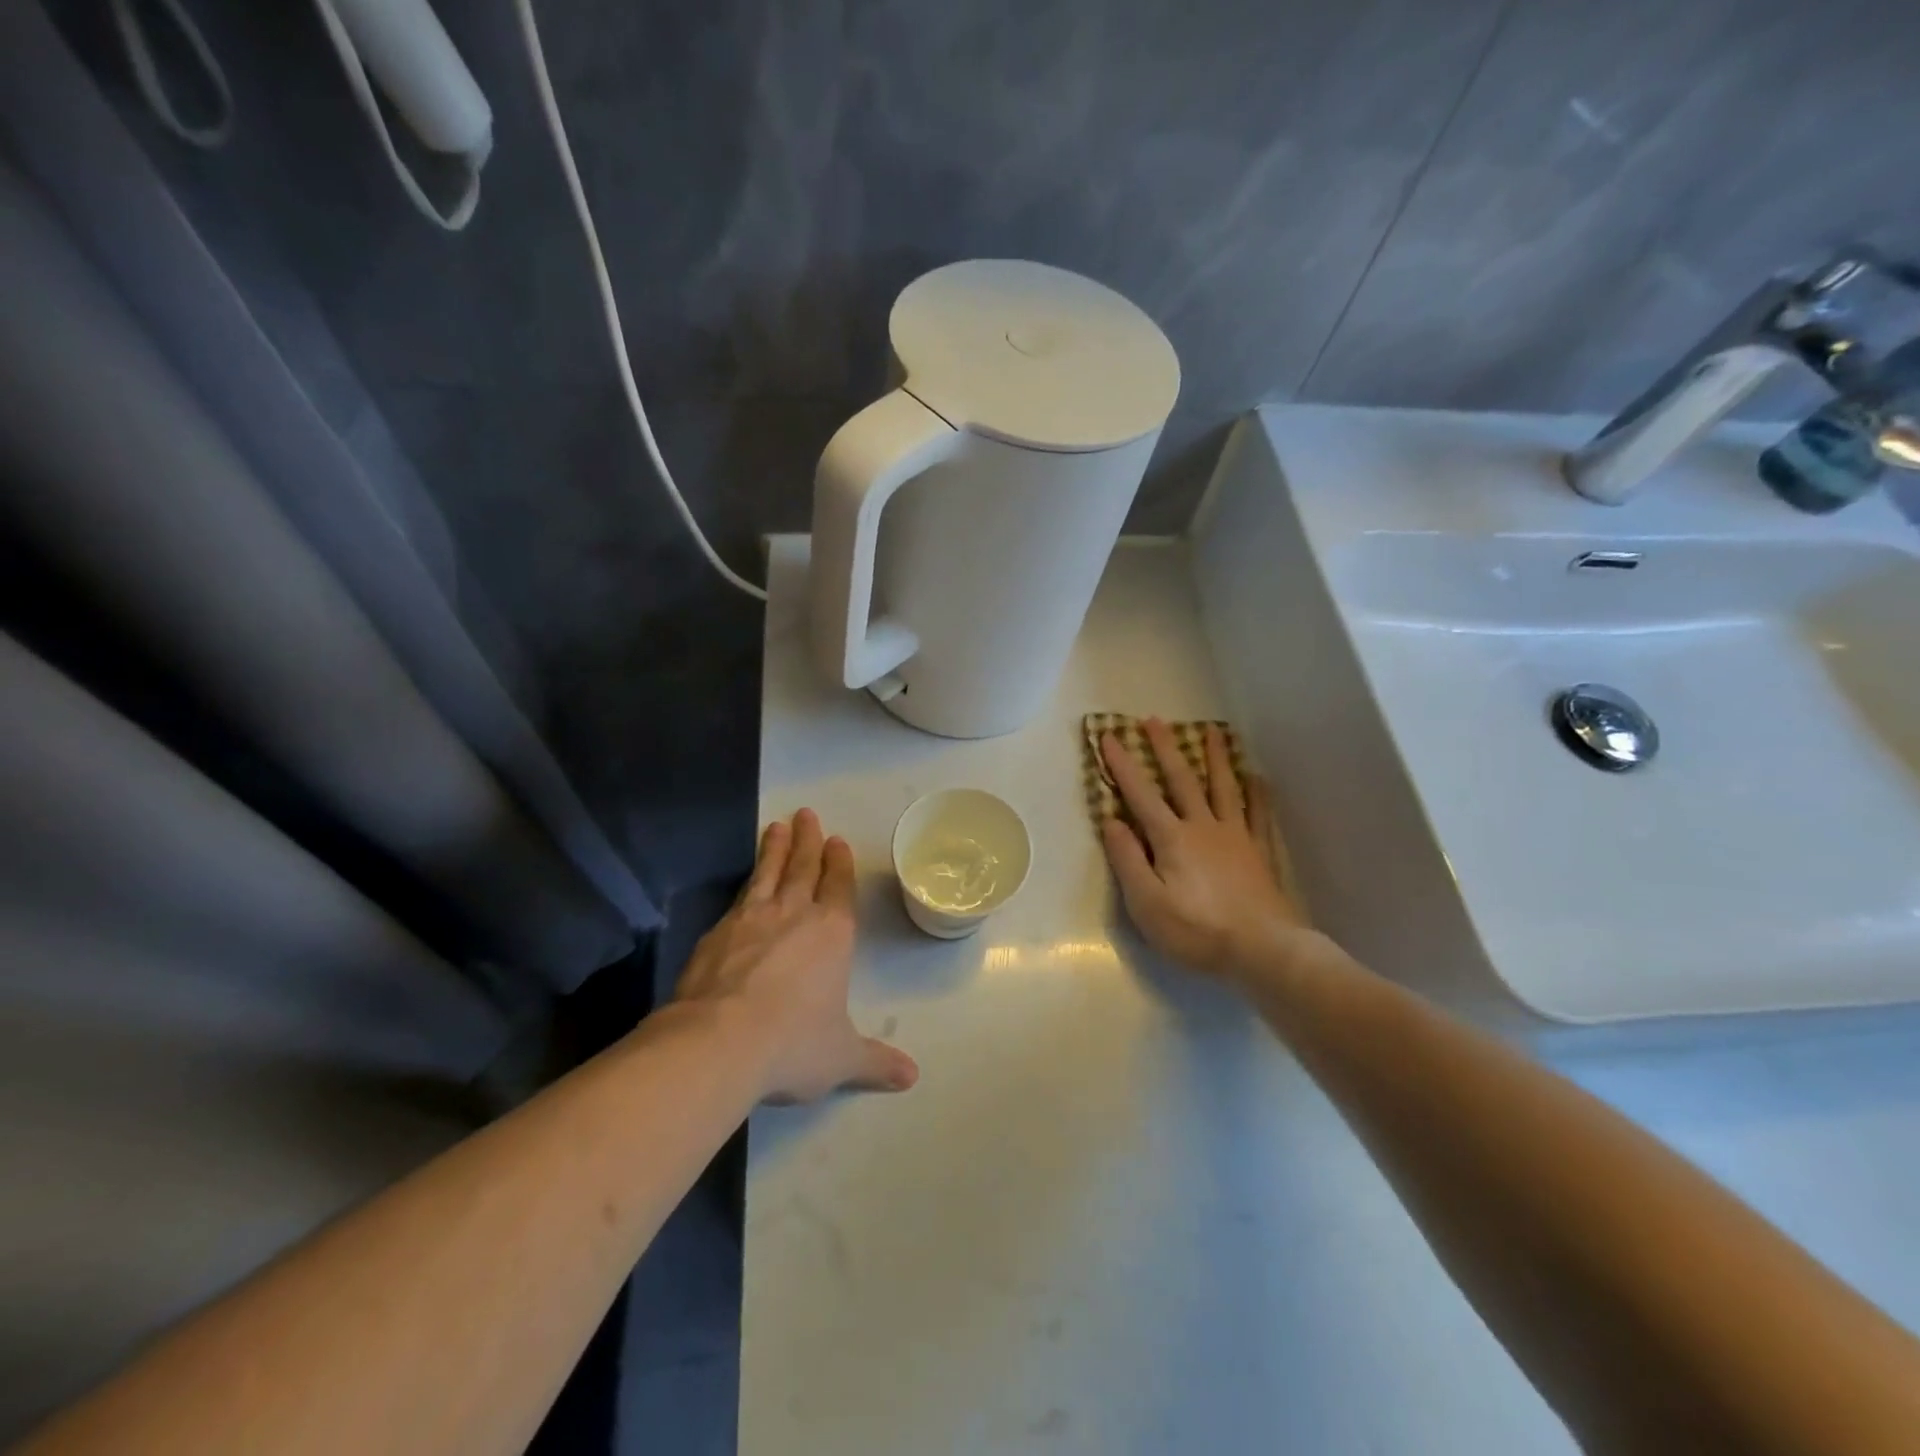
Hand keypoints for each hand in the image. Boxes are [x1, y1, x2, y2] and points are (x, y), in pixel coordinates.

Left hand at [675, 809, 917, 1102]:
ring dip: (774, 848)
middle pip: (803, 866)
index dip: (839, 863)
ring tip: (776, 825)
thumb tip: (911, 1077)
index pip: (839, 886)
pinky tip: (743, 884)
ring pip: (767, 872)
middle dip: (808, 840)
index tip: (836, 840)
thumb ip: (875, 1062)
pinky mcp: (717, 932)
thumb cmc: (793, 1044)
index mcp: (833, 933)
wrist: (719, 1042)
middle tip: (806, 814)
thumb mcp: (841, 1057)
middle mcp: (794, 914)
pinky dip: (746, 882)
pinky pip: (738, 897)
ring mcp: (751, 918)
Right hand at [1099, 719, 1317, 983]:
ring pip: (1224, 787)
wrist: (1263, 950)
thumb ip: (1128, 859)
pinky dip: (1256, 793)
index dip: (1122, 765)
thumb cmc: (1196, 930)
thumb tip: (1111, 820)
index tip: (1108, 736)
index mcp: (1172, 838)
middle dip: (1165, 748)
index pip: (1140, 794)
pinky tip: (1256, 778)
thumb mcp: (1146, 903)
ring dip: (1215, 757)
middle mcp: (1203, 826)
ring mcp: (1236, 836)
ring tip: (1212, 730)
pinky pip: (1257, 813)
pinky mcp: (1259, 852)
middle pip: (1183, 779)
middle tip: (1154, 719)